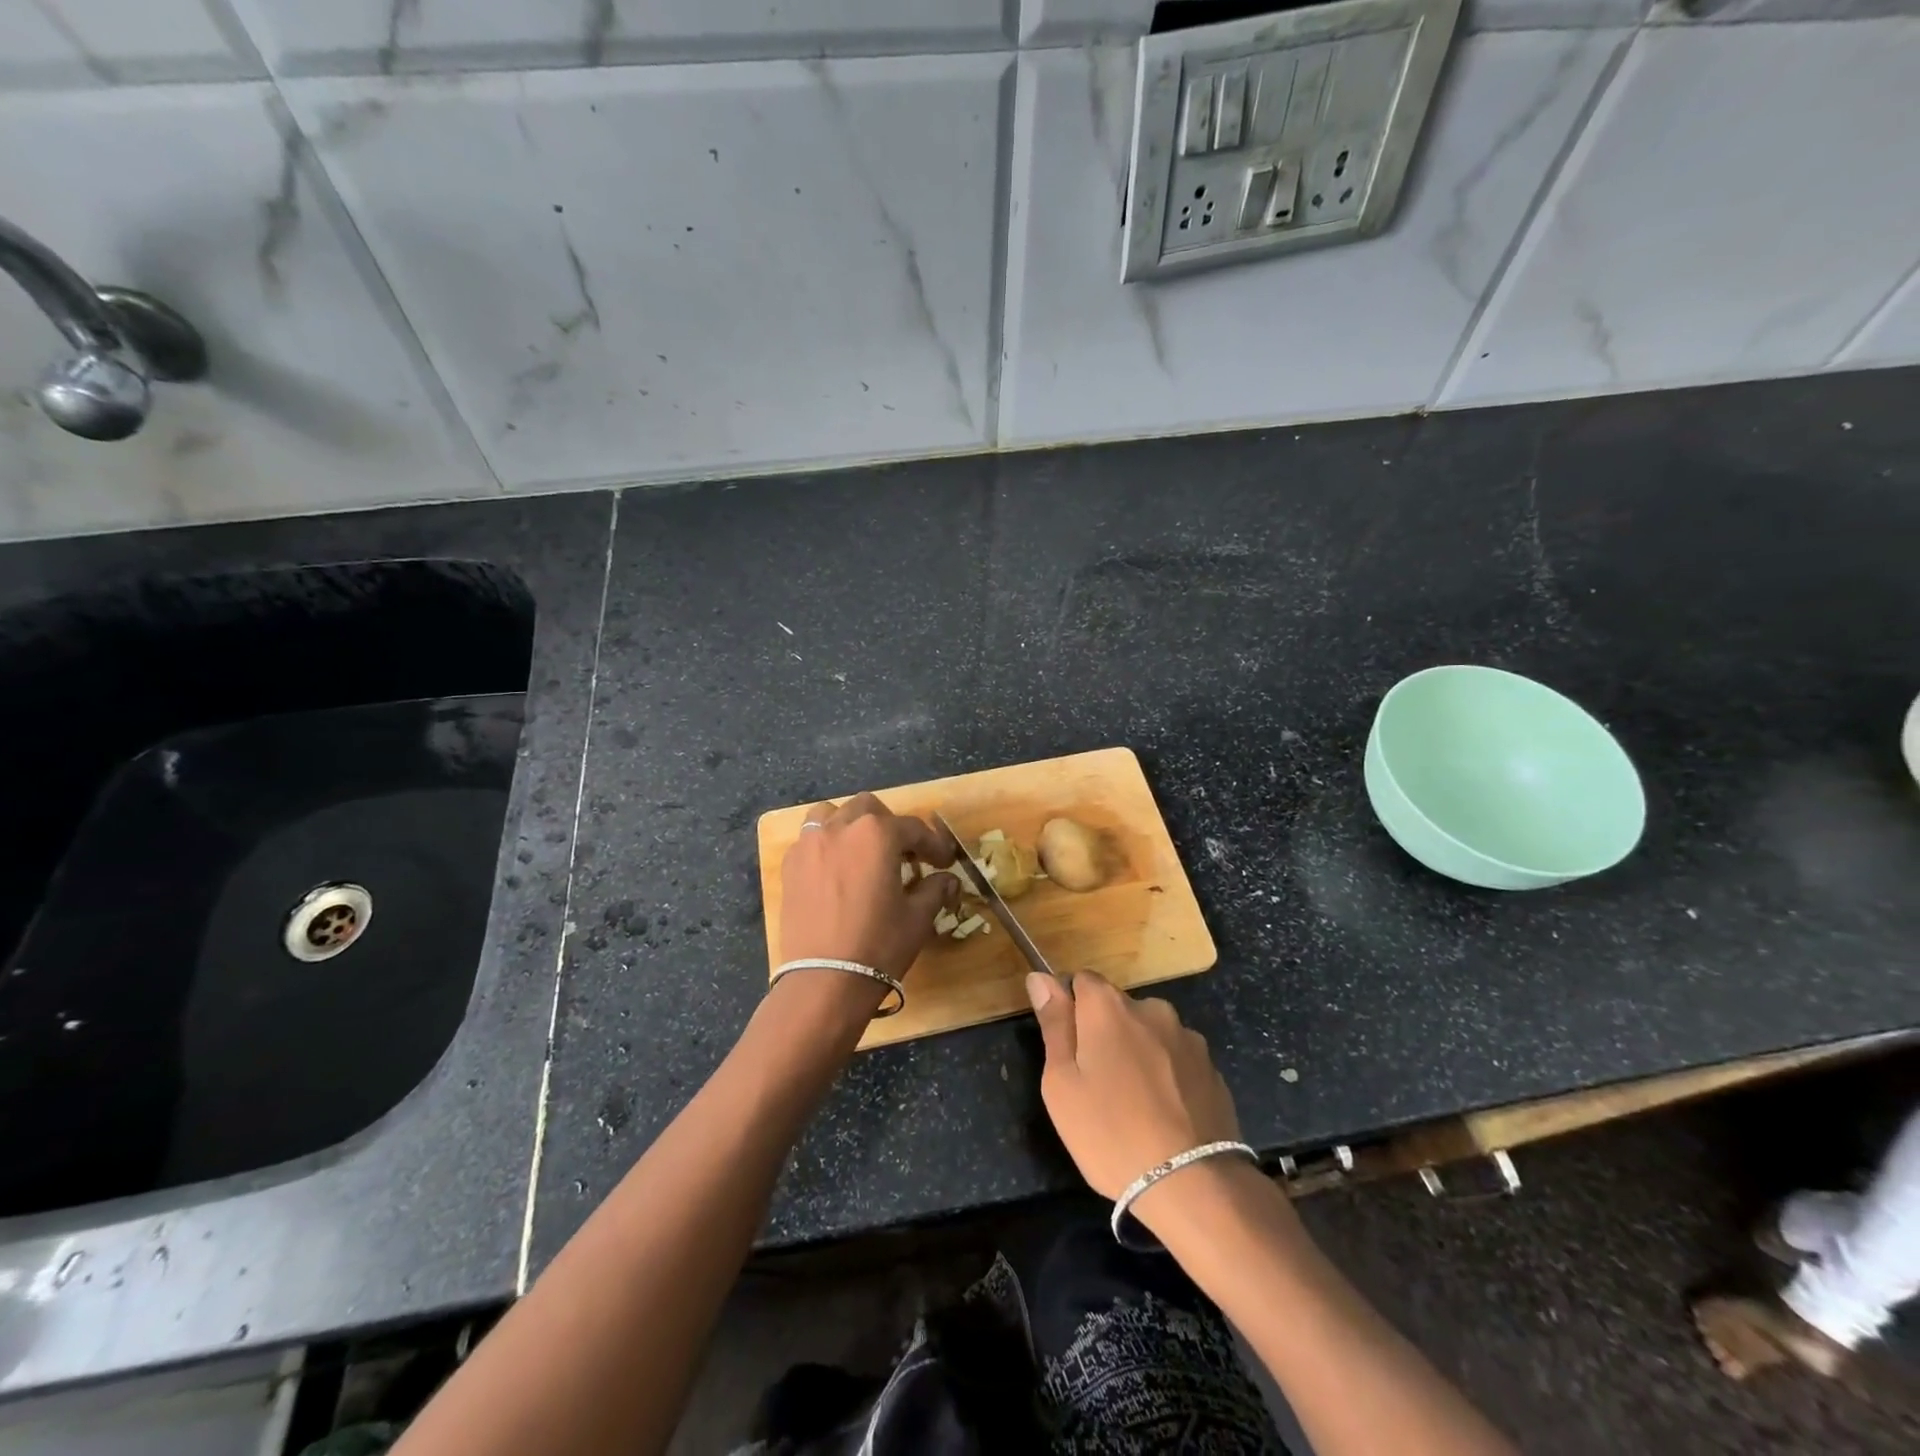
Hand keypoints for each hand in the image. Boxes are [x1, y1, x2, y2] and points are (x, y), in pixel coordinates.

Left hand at [778, 792, 957, 986]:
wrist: (825, 980)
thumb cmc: (879, 944)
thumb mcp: (918, 917)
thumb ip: (935, 889)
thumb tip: (947, 880)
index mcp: (877, 833)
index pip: (913, 828)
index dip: (933, 845)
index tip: (943, 862)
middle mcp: (841, 827)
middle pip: (870, 809)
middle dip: (890, 826)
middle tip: (904, 854)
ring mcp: (809, 844)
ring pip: (832, 815)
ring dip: (851, 826)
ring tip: (863, 852)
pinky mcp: (790, 866)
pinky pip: (810, 840)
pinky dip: (826, 845)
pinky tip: (836, 871)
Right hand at [1027, 971, 1240, 1204]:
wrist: (1191, 1184)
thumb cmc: (1110, 1132)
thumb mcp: (1061, 1083)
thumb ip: (1054, 1023)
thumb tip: (1040, 976)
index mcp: (1108, 1006)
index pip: (1081, 981)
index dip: (1071, 1010)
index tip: (1069, 1050)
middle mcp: (1151, 1008)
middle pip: (1117, 1008)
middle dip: (1105, 1034)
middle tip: (1097, 1086)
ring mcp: (1187, 1037)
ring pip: (1149, 1034)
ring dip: (1139, 1054)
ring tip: (1135, 1106)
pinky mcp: (1212, 1068)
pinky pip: (1177, 1061)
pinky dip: (1167, 1076)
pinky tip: (1165, 1116)